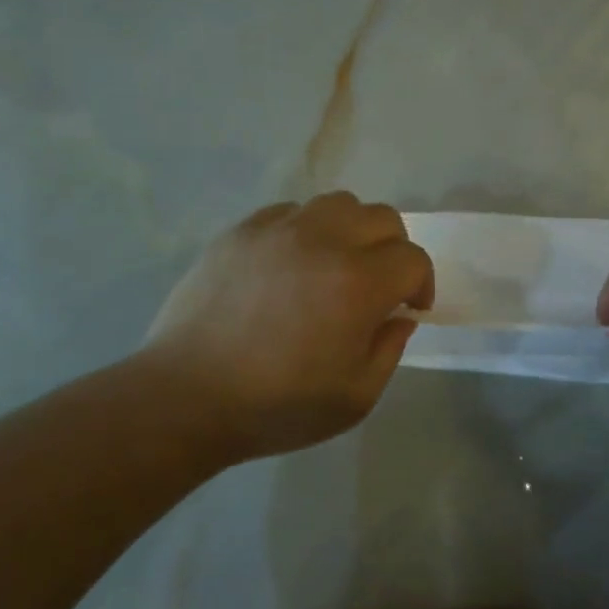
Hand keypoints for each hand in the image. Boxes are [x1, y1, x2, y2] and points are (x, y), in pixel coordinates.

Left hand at [140, 193, 433, 462]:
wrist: (186, 396)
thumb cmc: (277, 406)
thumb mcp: (355, 398)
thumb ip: (390, 350)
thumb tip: (399, 316)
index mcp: (358, 283)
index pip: (412, 259)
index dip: (422, 284)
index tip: (408, 309)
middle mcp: (323, 241)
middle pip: (382, 218)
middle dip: (394, 250)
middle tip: (379, 284)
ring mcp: (278, 230)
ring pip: (338, 203)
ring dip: (352, 230)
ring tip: (336, 264)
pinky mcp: (241, 231)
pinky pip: (290, 211)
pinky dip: (306, 230)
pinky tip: (291, 264)